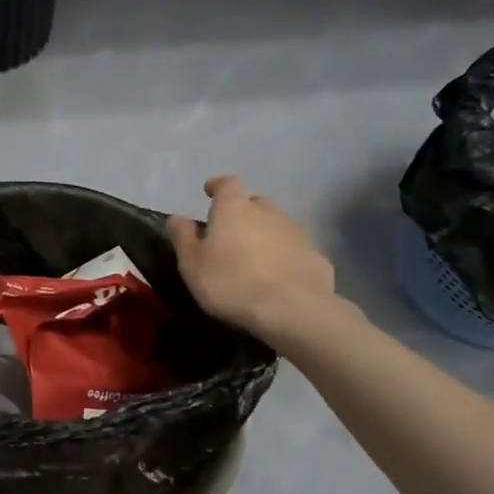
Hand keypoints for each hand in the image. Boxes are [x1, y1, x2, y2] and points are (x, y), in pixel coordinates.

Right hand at [167, 176, 337, 345]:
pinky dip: (285, 257)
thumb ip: (183, 238)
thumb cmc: (230, 283)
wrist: (291, 309)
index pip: (227, 184)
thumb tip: (177, 218)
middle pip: (255, 203)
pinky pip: (295, 250)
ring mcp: (296, 233)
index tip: (209, 193)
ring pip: (277, 226)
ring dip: (265, 235)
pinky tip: (279, 278)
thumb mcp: (192, 264)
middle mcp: (268, 212)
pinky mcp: (316, 256)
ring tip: (255, 260)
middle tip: (231, 234)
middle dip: (243, 213)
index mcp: (234, 208)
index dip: (218, 186)